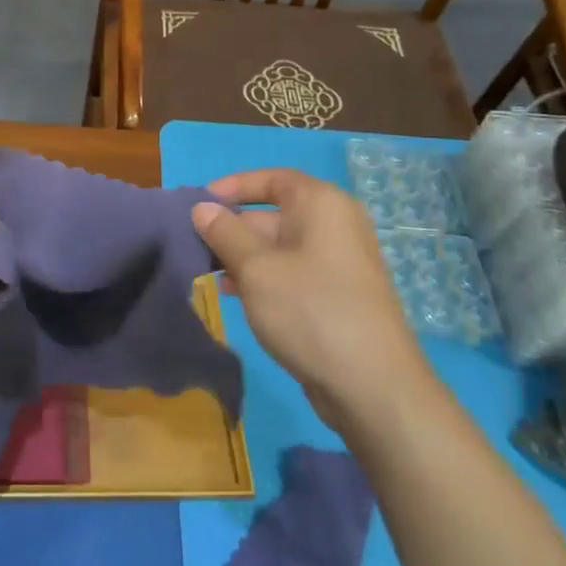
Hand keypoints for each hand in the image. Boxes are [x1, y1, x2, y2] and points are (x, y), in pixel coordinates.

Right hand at [193, 168, 430, 429]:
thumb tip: (202, 208)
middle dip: (231, 228)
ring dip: (241, 256)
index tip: (200, 204)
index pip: (272, 179)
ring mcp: (338, 263)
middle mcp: (334, 225)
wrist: (372, 386)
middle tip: (193, 246)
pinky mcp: (337, 295)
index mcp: (321, 204)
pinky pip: (291, 273)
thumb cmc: (309, 309)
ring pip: (279, 247)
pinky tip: (233, 295)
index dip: (234, 187)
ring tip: (204, 273)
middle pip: (272, 214)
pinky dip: (262, 277)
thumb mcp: (255, 268)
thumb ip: (224, 233)